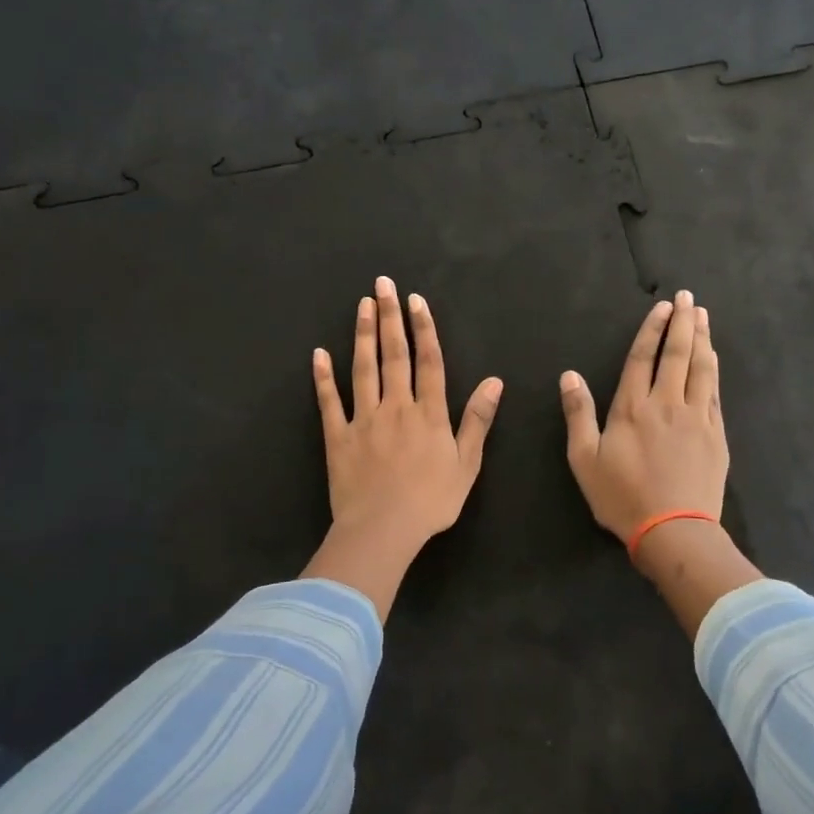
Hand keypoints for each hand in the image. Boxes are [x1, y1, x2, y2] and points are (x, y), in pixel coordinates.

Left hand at [305, 276, 502, 614]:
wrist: (383, 529)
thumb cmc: (431, 501)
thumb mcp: (467, 464)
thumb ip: (477, 420)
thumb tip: (494, 382)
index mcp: (429, 413)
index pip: (429, 362)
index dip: (423, 329)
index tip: (415, 300)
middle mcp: (396, 406)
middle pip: (394, 355)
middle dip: (390, 317)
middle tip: (382, 284)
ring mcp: (364, 419)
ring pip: (363, 369)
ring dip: (363, 335)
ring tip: (362, 305)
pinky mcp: (338, 436)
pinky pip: (329, 402)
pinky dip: (323, 377)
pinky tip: (319, 354)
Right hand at [560, 289, 726, 556]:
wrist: (674, 530)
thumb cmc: (622, 497)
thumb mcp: (585, 459)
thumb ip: (578, 414)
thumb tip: (569, 375)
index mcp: (632, 408)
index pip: (643, 358)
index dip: (652, 330)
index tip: (663, 307)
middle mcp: (667, 404)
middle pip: (676, 355)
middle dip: (682, 323)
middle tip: (688, 298)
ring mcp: (696, 418)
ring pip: (701, 369)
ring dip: (702, 339)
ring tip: (703, 316)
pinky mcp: (716, 435)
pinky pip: (715, 393)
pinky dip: (713, 370)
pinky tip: (713, 358)